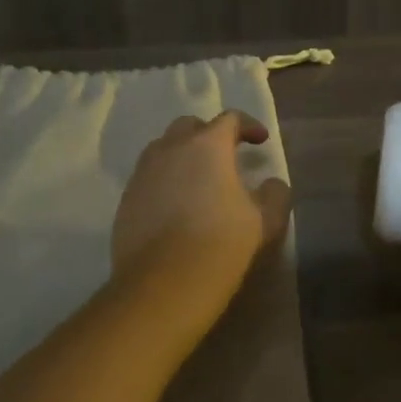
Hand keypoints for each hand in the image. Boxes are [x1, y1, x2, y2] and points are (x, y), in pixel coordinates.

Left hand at [112, 111, 292, 285]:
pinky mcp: (126, 200)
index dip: (248, 126)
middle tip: (225, 156)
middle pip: (189, 126)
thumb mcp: (264, 220)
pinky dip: (164, 182)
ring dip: (182, 156)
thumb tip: (272, 184)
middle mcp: (170, 149)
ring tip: (197, 180)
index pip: (229, 119)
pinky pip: (148, 178)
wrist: (165, 282)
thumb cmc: (221, 242)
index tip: (260, 141)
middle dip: (209, 134)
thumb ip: (274, 195)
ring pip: (163, 149)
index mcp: (208, 146)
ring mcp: (143, 173)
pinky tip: (176, 207)